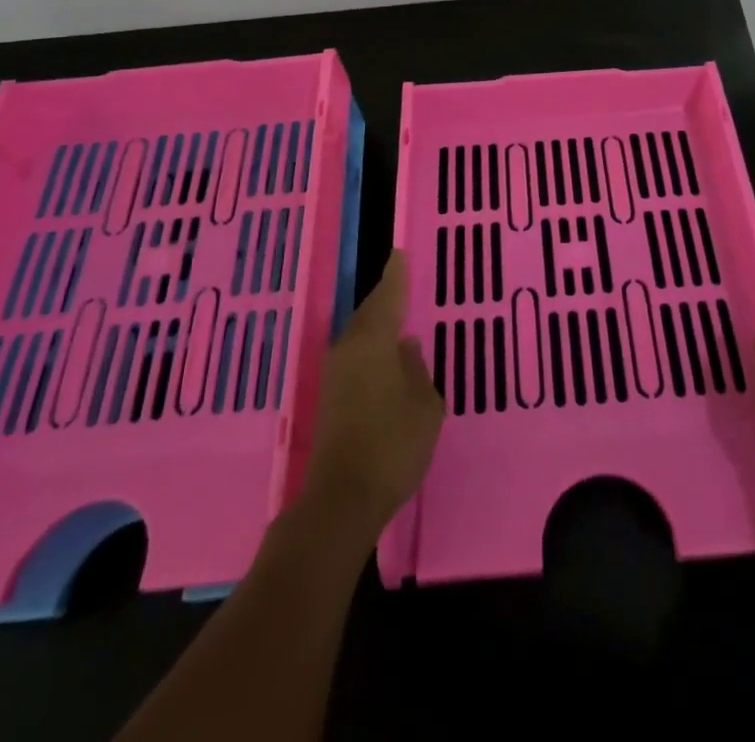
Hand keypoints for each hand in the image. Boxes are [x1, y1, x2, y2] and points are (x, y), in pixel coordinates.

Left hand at [301, 250, 443, 533]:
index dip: (396, 275)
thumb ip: (417, 371)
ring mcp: (334, 376)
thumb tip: (405, 348)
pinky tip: (385, 360)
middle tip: (401, 283)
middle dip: (385, 299)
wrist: (342, 499)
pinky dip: (371, 350)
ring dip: (377, 326)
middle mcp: (348, 350)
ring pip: (359, 337)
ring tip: (398, 319)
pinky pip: (355, 358)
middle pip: (369, 314)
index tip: (400, 254)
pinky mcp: (329, 400)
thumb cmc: (392, 444)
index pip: (387, 297)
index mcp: (373, 342)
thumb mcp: (424, 405)